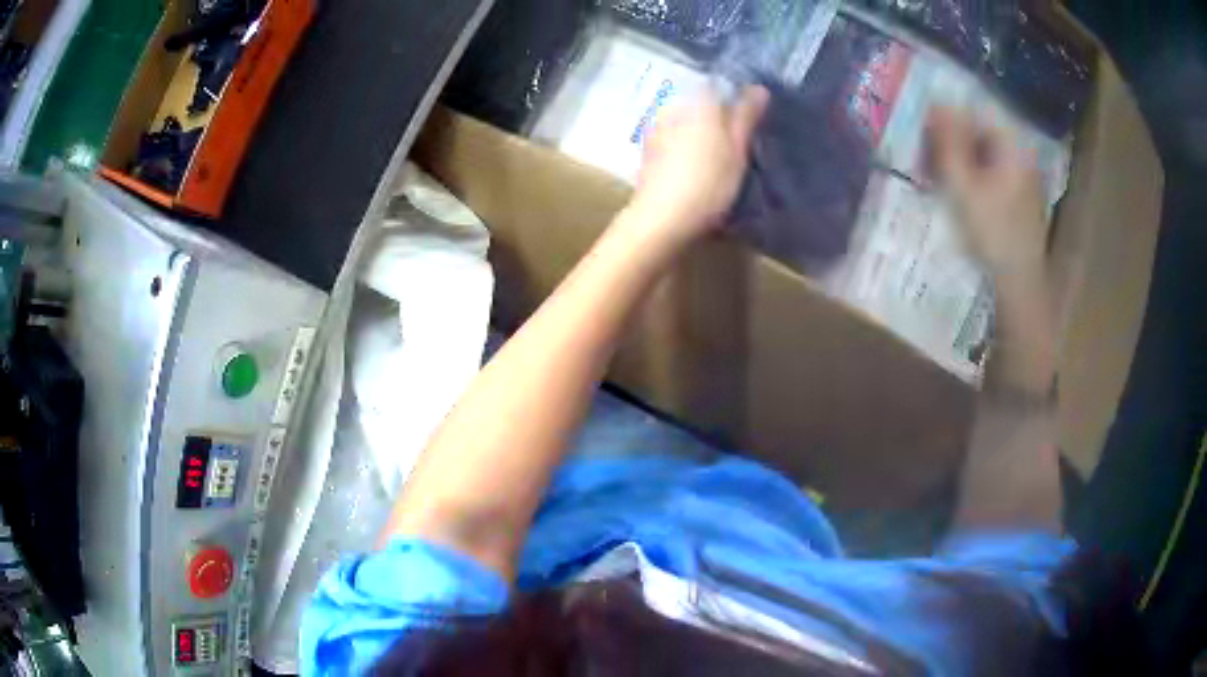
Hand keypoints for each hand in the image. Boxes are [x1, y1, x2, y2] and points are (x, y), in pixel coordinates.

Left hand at [628, 85, 768, 244]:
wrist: (662, 218)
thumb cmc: (708, 182)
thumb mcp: (737, 149)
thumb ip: (746, 116)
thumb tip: (759, 88)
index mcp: (698, 102)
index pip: (717, 86)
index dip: (735, 98)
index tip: (751, 116)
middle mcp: (674, 108)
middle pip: (701, 104)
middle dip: (718, 116)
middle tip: (739, 139)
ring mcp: (657, 130)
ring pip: (686, 122)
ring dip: (701, 132)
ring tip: (720, 156)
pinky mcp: (648, 153)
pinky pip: (673, 140)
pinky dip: (686, 147)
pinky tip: (696, 167)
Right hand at [926, 106, 1047, 281]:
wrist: (1020, 284)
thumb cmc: (992, 233)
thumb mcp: (963, 186)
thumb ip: (948, 142)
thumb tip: (934, 102)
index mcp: (1013, 145)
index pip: (975, 111)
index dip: (946, 116)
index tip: (923, 132)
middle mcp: (1021, 154)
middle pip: (981, 131)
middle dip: (952, 139)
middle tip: (926, 156)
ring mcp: (1024, 176)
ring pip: (985, 153)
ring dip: (960, 158)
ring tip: (938, 176)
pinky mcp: (1020, 196)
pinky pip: (992, 172)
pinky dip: (973, 175)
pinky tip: (959, 192)